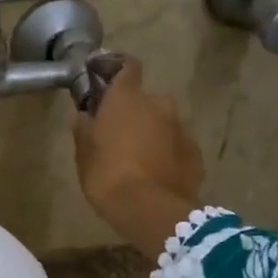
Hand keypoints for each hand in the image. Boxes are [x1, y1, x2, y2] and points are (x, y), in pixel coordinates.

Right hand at [72, 57, 203, 256]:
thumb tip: (84, 115)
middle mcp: (158, 104)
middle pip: (143, 100)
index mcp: (127, 98)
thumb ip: (84, 128)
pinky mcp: (194, 152)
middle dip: (132, 112)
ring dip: (150, 133)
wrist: (152, 210)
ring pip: (161, 123)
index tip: (102, 79)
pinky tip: (154, 174)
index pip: (126, 67)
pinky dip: (165, 153)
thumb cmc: (108, 176)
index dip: (113, 69)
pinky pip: (175, 146)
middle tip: (116, 135)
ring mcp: (181, 127)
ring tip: (136, 160)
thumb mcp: (83, 153)